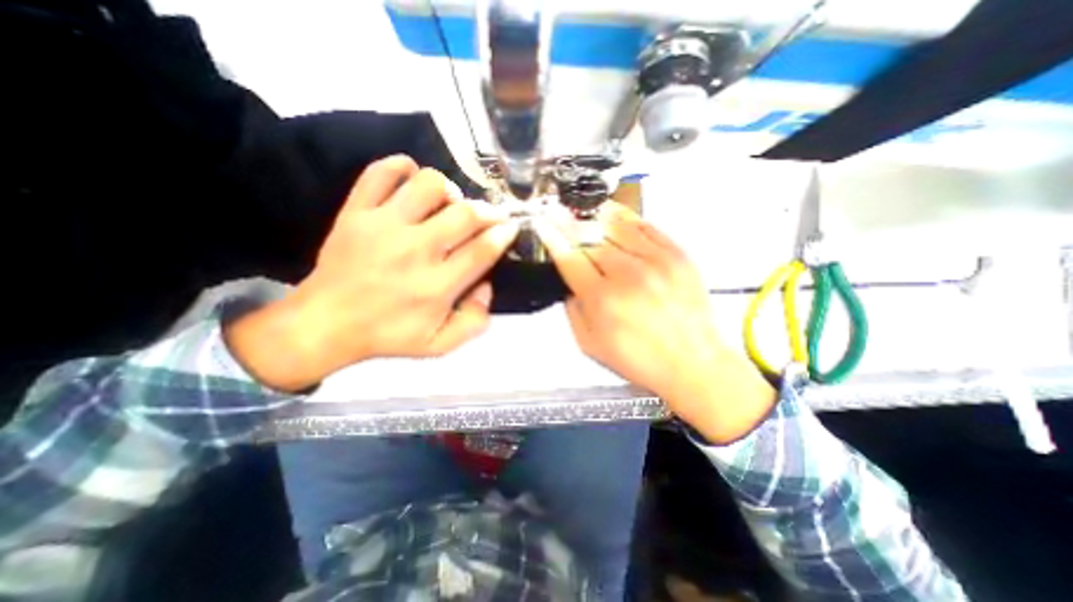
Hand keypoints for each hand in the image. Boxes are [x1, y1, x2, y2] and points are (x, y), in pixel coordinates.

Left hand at [229, 156, 522, 389]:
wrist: (325, 323)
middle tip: (490, 216)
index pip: (481, 250)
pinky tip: (413, 179)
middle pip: (464, 214)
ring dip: (449, 189)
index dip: (503, 234)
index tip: (510, 227)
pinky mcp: (356, 212)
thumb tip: (487, 286)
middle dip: (488, 211)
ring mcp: (383, 225)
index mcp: (436, 286)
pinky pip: (381, 173)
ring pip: (428, 184)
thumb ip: (473, 321)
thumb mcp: (439, 344)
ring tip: (450, 203)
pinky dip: (402, 167)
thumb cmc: (388, 335)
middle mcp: (415, 250)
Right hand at [542, 204, 776, 443]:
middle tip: (558, 214)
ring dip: (595, 216)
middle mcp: (628, 274)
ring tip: (583, 209)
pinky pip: (646, 226)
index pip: (570, 257)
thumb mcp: (590, 344)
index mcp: (603, 300)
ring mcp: (656, 261)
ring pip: (617, 225)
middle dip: (570, 224)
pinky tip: (614, 213)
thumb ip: (572, 310)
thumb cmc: (638, 359)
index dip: (552, 237)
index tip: (542, 222)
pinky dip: (626, 217)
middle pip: (591, 237)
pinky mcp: (678, 255)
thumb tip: (569, 281)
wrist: (692, 362)